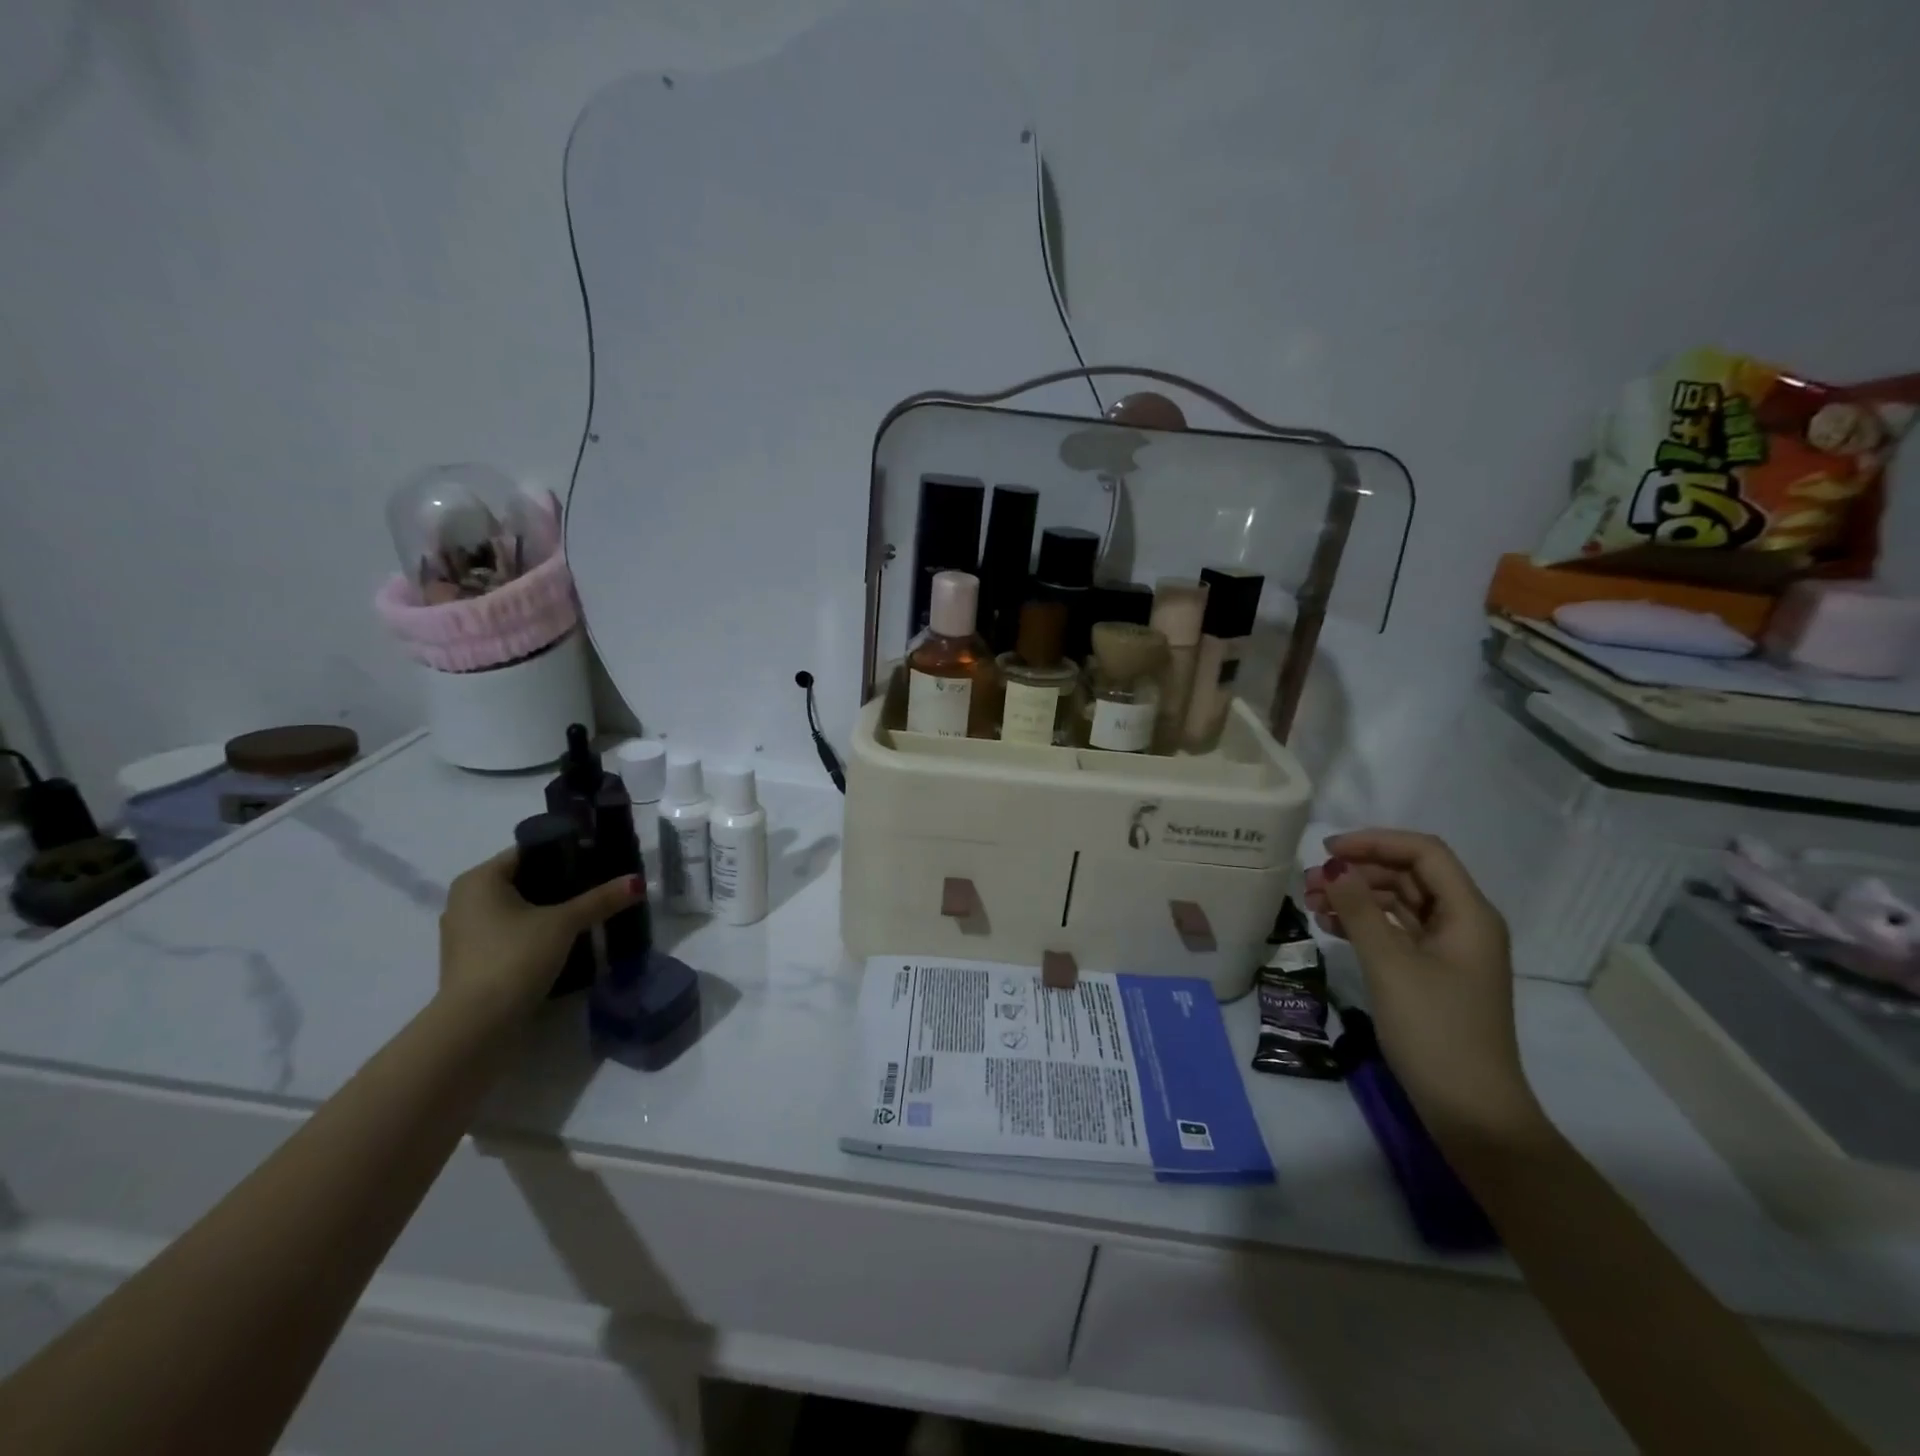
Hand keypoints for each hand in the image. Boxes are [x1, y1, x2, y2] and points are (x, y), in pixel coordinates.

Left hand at [437, 848, 641, 1021]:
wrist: (477, 1025)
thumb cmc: (514, 957)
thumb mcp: (564, 923)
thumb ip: (600, 899)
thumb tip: (638, 881)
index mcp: (479, 880)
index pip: (528, 851)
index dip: (565, 851)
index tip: (598, 859)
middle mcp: (465, 900)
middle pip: (524, 880)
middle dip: (561, 883)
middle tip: (600, 885)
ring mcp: (466, 933)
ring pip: (517, 909)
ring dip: (550, 910)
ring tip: (589, 912)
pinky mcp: (473, 961)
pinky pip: (511, 933)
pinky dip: (536, 932)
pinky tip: (566, 940)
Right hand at [1304, 829, 1544, 1146]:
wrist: (1471, 1111)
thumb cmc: (1435, 1030)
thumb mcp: (1390, 964)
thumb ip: (1359, 909)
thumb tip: (1333, 867)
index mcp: (1469, 914)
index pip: (1423, 853)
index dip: (1375, 842)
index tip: (1326, 851)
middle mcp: (1464, 924)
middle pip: (1409, 875)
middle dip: (1358, 871)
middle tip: (1308, 882)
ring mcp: (1449, 951)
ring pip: (1399, 903)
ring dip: (1356, 897)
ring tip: (1311, 904)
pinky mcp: (1433, 974)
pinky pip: (1396, 932)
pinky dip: (1364, 924)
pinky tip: (1330, 928)